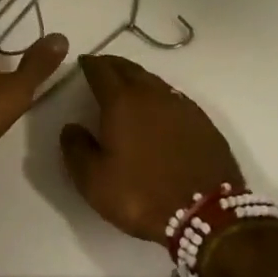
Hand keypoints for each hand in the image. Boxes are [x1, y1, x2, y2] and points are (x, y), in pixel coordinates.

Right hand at [60, 54, 243, 242]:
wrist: (206, 213)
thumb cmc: (141, 194)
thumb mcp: (94, 181)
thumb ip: (76, 149)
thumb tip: (71, 127)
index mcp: (122, 101)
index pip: (101, 71)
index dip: (90, 64)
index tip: (83, 63)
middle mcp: (152, 94)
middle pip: (129, 68)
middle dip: (113, 65)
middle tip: (102, 68)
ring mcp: (181, 105)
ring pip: (153, 80)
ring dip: (137, 78)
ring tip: (127, 86)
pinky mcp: (202, 120)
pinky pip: (173, 97)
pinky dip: (159, 96)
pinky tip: (158, 109)